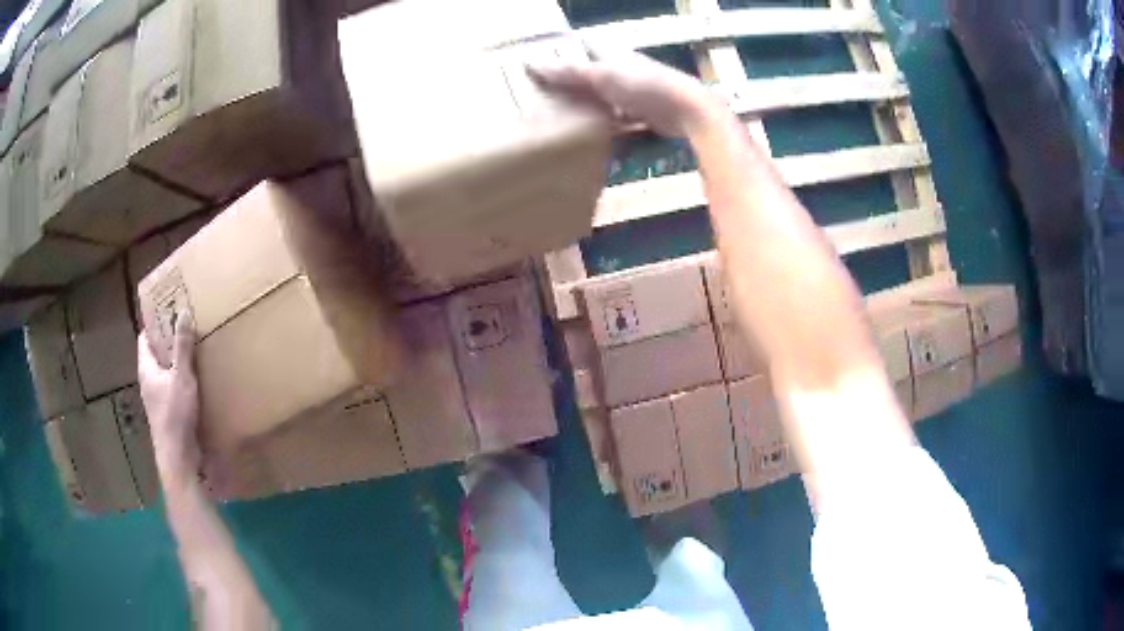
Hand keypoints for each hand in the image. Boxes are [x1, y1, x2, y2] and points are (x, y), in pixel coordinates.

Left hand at [139, 317, 201, 484]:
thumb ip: (182, 346)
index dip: (154, 324)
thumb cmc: (175, 414)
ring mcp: (157, 399)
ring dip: (176, 362)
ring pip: (164, 372)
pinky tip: (196, 381)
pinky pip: (173, 388)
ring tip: (193, 351)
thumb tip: (183, 311)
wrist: (178, 457)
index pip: (144, 338)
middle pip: (155, 355)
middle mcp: (148, 381)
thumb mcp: (181, 376)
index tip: (168, 311)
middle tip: (185, 327)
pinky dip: (181, 380)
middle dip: (168, 342)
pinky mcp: (168, 412)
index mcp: (146, 368)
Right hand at [528, 46, 723, 137]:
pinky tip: (588, 136)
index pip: (583, 45)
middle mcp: (622, 70)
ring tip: (557, 117)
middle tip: (541, 94)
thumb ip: (568, 71)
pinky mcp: (642, 115)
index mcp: (612, 54)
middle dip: (569, 81)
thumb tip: (530, 63)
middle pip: (591, 72)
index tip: (538, 60)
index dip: (563, 50)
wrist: (686, 111)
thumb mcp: (601, 75)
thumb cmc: (644, 84)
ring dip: (585, 104)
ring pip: (602, 96)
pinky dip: (603, 125)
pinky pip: (616, 118)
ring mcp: (633, 93)